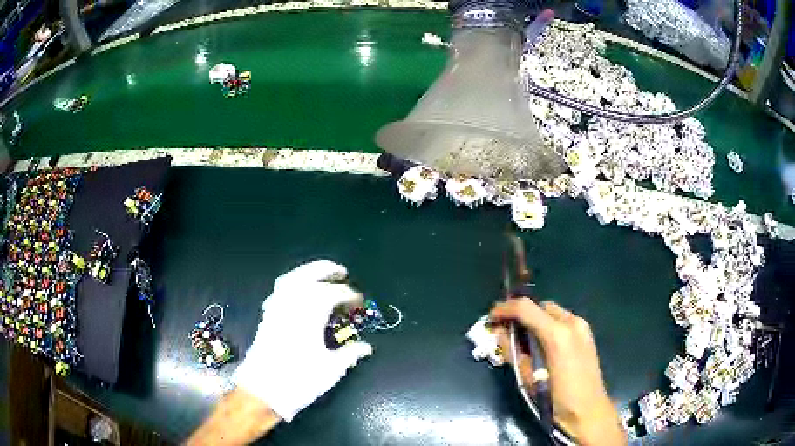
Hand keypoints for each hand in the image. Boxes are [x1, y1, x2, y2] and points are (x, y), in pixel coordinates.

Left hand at [233, 260, 372, 421]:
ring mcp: (276, 310)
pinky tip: (297, 292)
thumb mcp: (331, 369)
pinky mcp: (267, 317)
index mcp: (309, 317)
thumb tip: (366, 347)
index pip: (331, 295)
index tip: (358, 300)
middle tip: (341, 271)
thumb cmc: (299, 380)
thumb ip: (349, 354)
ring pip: (290, 280)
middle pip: (307, 277)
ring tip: (320, 273)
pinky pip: (278, 291)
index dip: (347, 294)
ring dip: (306, 272)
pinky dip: (290, 284)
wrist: (263, 391)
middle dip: (326, 270)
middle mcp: (291, 307)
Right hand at [490, 298, 624, 445]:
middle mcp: (571, 322)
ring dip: (534, 319)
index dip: (504, 309)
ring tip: (522, 338)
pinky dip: (547, 325)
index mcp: (557, 334)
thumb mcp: (528, 378)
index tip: (491, 318)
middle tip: (505, 329)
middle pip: (539, 306)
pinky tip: (541, 343)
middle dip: (520, 314)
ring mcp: (582, 326)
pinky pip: (562, 320)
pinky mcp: (586, 333)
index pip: (525, 308)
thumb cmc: (556, 400)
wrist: (589, 411)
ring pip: (551, 312)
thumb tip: (498, 334)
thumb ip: (513, 352)